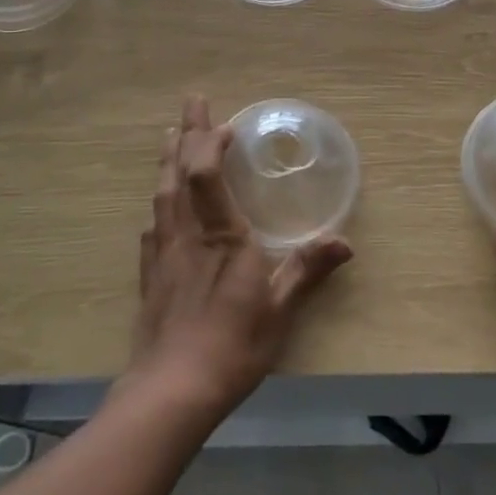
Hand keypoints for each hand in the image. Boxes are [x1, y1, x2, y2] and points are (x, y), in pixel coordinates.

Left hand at [125, 96, 352, 422]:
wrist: (170, 392)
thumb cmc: (232, 346)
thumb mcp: (279, 309)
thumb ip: (307, 270)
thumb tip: (344, 242)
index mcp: (221, 235)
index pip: (207, 174)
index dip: (212, 142)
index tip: (227, 124)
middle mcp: (188, 234)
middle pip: (180, 172)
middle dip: (186, 133)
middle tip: (192, 102)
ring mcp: (164, 253)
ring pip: (162, 194)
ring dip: (167, 160)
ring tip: (169, 137)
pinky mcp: (151, 276)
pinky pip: (153, 226)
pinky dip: (159, 203)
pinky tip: (159, 206)